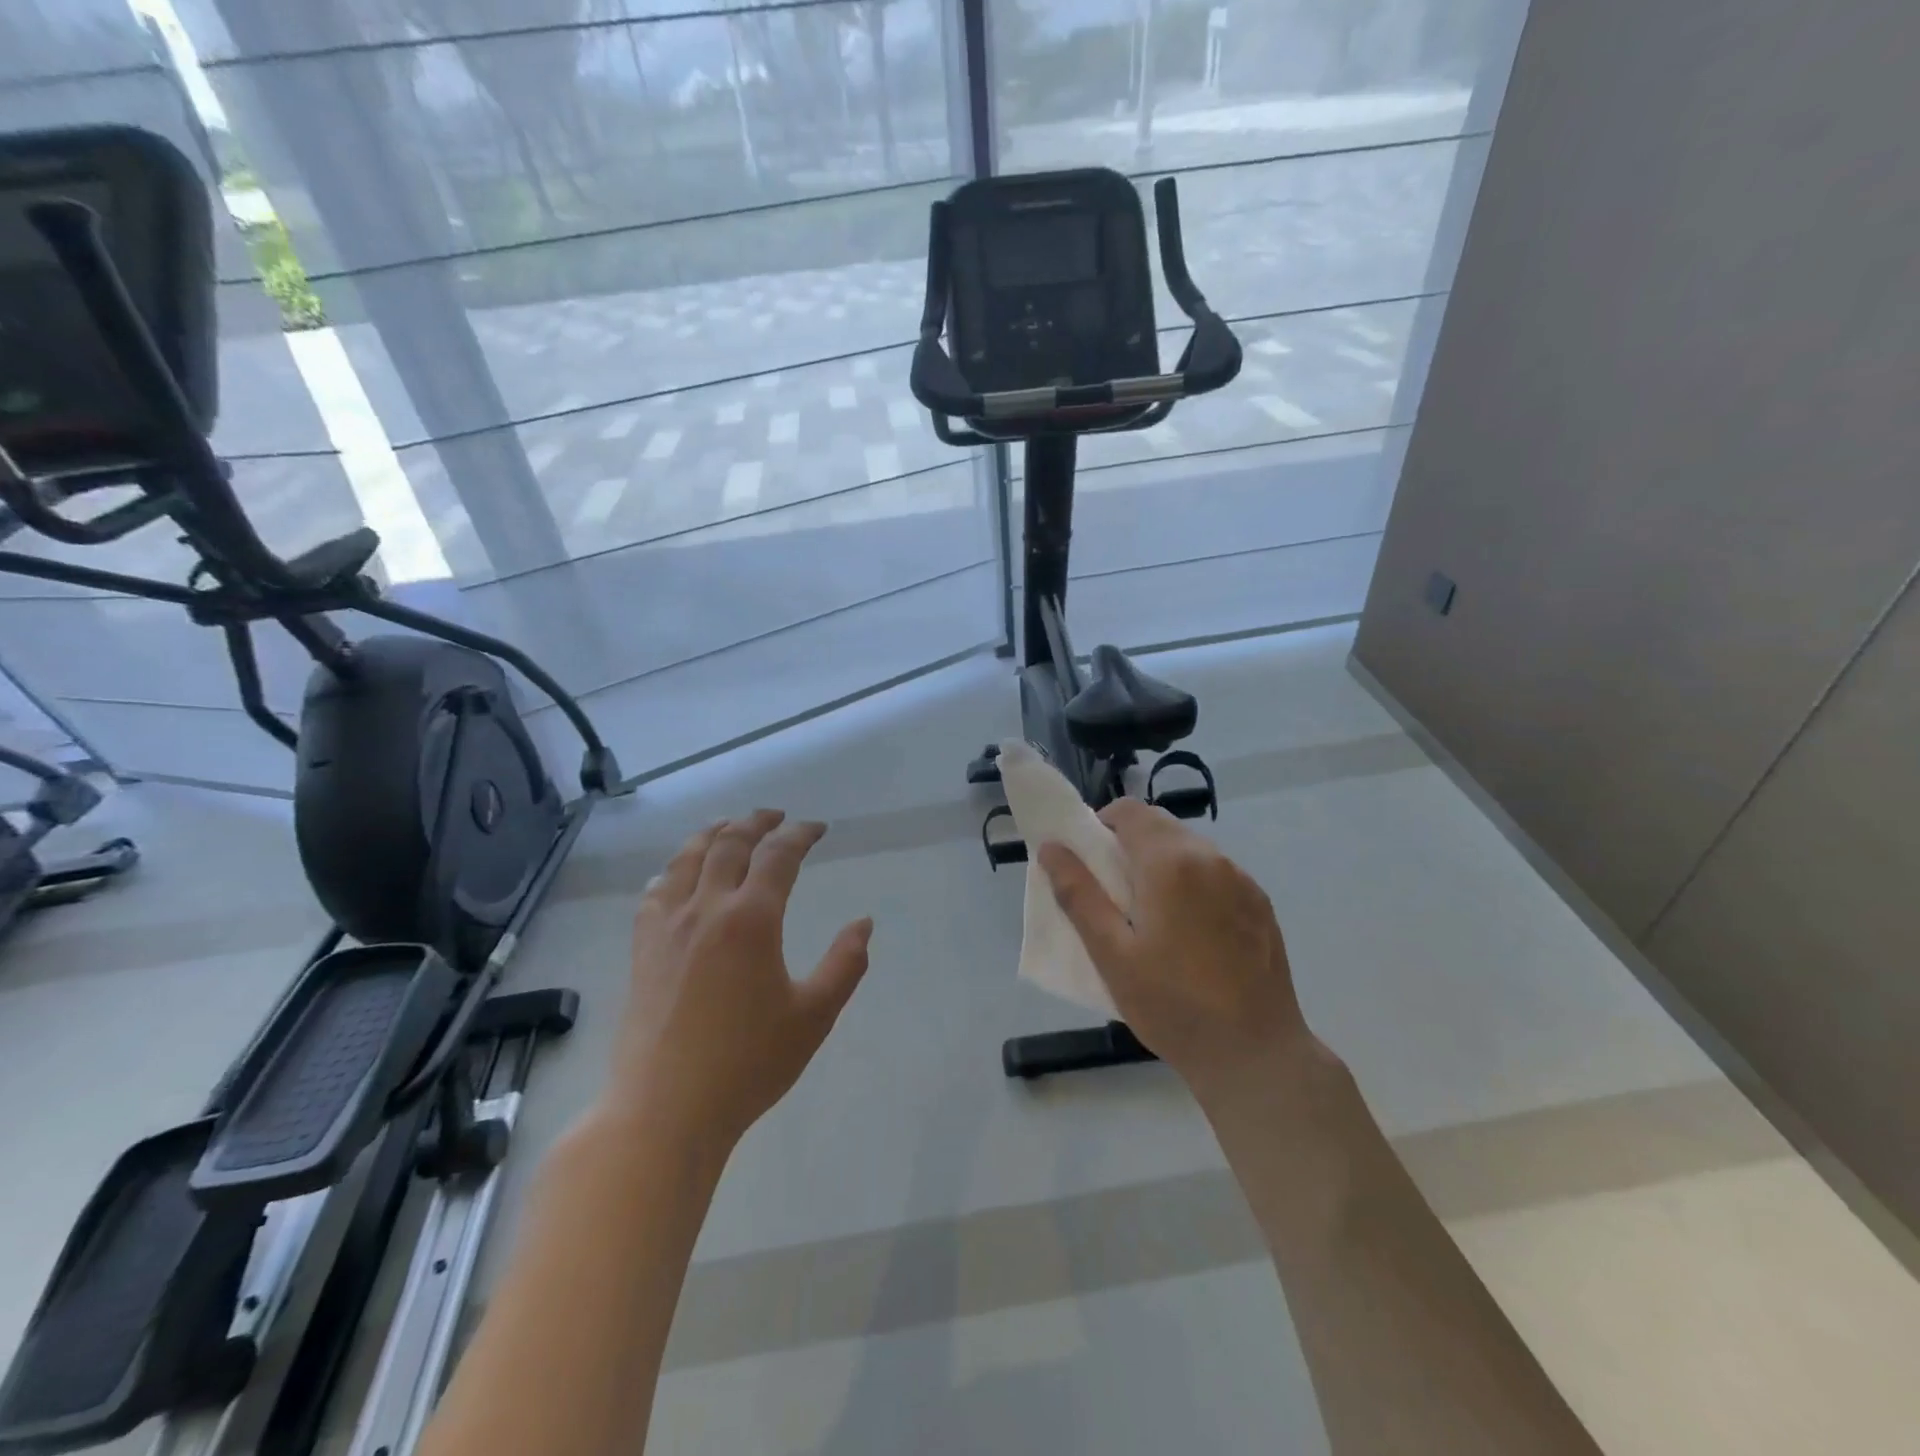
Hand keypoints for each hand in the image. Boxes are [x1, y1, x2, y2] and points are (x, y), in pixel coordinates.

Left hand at [605, 810, 872, 1152]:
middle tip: (776, 816)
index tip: (817, 828)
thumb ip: (845, 964)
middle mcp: (707, 909)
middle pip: (730, 843)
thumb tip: (863, 924)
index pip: (778, 855)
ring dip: (713, 833)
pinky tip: (679, 874)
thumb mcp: (814, 1016)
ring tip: (729, 826)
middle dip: (757, 822)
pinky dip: (674, 868)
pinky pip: (655, 891)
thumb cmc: (747, 1064)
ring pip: (688, 858)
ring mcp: (667, 926)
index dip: (800, 834)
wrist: (664, 1109)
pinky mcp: (642, 948)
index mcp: (752, 919)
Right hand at [1037, 800, 1313, 1104]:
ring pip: (1190, 849)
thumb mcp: (1111, 953)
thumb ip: (1078, 894)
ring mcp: (1242, 880)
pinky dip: (1193, 884)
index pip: (1129, 810)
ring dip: (1163, 864)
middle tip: (1113, 895)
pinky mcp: (1261, 904)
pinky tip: (1191, 934)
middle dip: (1129, 845)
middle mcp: (1211, 857)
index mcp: (1170, 862)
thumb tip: (1051, 847)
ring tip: (1152, 917)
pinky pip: (1216, 874)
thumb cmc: (1172, 1004)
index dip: (1101, 824)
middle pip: (1160, 826)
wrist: (1256, 1055)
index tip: (1089, 861)